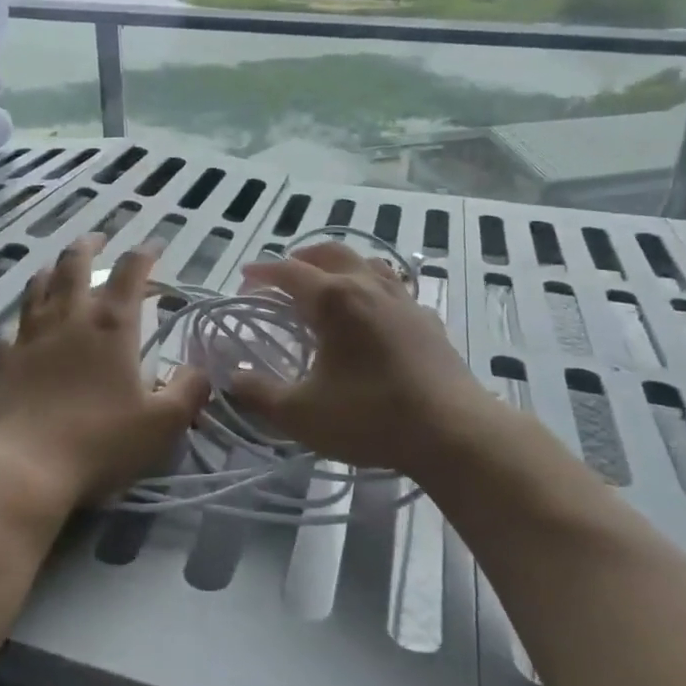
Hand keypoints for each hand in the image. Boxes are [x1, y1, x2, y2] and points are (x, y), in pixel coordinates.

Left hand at [0, 234, 208, 511]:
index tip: (155, 246)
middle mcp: (70, 317)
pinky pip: (8, 330)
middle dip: (90, 245)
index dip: (145, 252)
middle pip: (75, 263)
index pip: (130, 270)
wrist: (26, 468)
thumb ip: (188, 391)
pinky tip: (21, 330)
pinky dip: (19, 324)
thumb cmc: (100, 442)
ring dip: (52, 270)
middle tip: (99, 240)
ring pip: (38, 285)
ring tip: (60, 268)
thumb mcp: (163, 424)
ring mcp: (32, 335)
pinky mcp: (5, 360)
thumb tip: (201, 370)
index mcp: (111, 325)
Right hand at [230, 242, 504, 479]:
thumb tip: (232, 378)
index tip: (245, 279)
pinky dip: (374, 288)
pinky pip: (395, 288)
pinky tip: (374, 313)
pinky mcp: (427, 319)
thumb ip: (260, 394)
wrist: (453, 432)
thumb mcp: (302, 414)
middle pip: (330, 253)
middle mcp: (367, 286)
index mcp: (333, 300)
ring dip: (340, 265)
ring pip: (367, 262)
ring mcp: (402, 300)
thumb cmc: (370, 417)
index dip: (263, 272)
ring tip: (327, 283)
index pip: (289, 271)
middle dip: (301, 257)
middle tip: (283, 275)